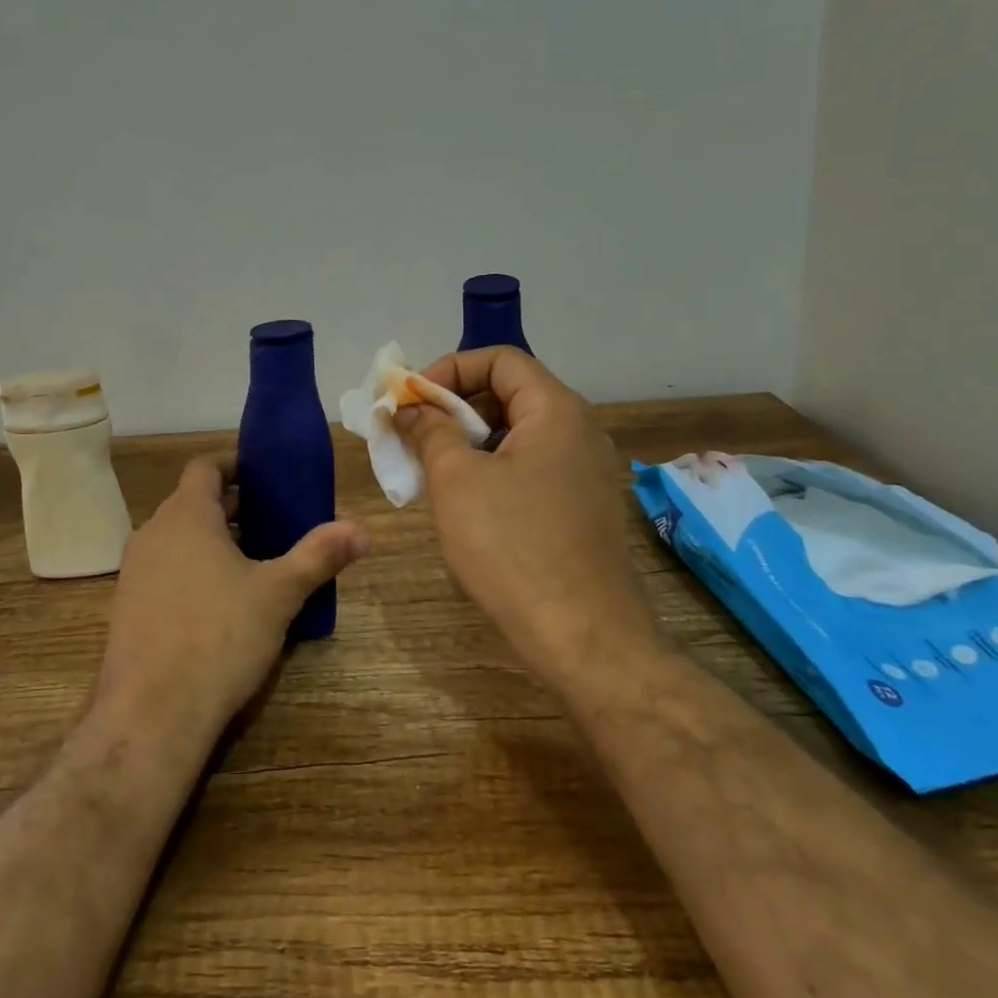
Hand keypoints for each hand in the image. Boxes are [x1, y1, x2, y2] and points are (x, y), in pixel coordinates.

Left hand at [93, 457, 368, 743]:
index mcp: (187, 516)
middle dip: (233, 507)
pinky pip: (164, 569)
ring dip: (212, 539)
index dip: (235, 465)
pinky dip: (191, 569)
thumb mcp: (279, 594)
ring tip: (252, 561)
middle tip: (273, 521)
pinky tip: (220, 603)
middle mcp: (154, 533)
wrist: (151, 714)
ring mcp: (134, 571)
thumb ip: (319, 556)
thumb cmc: (219, 637)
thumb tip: (361, 531)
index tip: (265, 477)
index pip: (205, 467)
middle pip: (193, 502)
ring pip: (178, 537)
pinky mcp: (127, 606)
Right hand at [395, 349, 660, 691]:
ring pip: (517, 434)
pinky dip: (492, 470)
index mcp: (556, 410)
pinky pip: (530, 467)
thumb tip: (411, 409)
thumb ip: (430, 431)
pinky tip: (464, 503)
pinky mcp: (582, 507)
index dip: (449, 370)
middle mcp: (579, 431)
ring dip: (469, 442)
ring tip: (431, 470)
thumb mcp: (457, 480)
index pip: (499, 359)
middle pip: (509, 394)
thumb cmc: (514, 547)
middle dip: (454, 408)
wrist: (585, 638)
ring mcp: (586, 471)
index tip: (411, 402)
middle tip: (413, 435)